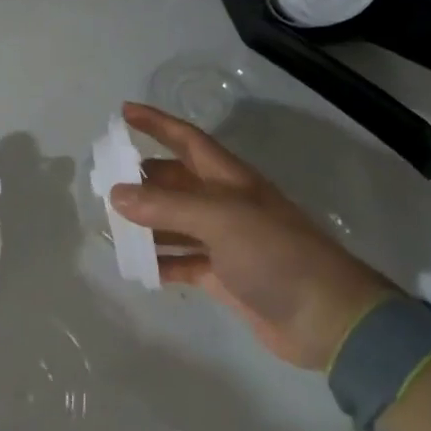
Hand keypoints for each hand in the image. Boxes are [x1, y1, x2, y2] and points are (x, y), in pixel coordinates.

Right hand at [109, 102, 397, 369]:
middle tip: (104, 181)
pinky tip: (136, 266)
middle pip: (175, 181)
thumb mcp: (220, 219)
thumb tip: (116, 194)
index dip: (157, 123)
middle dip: (142, 178)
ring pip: (175, 223)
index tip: (123, 112)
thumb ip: (166, 206)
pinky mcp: (224, 276)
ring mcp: (224, 241)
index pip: (186, 139)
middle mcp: (225, 203)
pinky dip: (160, 262)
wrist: (326, 317)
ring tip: (109, 225)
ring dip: (146, 222)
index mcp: (228, 178)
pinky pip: (182, 262)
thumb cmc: (275, 252)